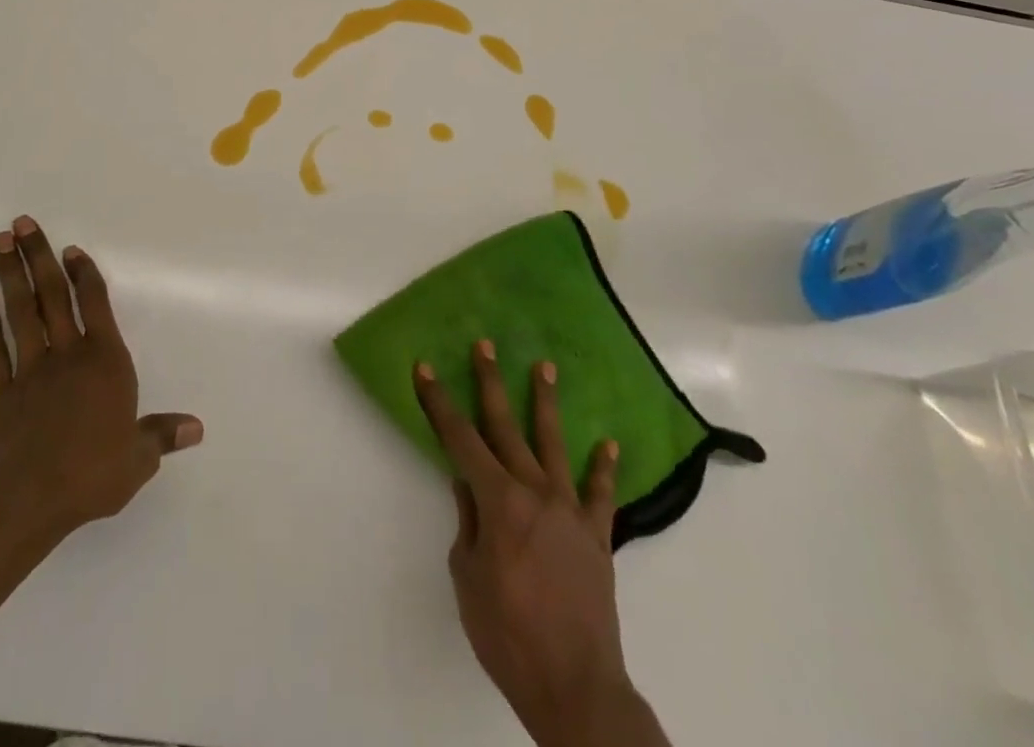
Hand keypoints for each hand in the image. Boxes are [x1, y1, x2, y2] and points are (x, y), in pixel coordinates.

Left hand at [0, 216, 201, 540]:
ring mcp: (29, 370)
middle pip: (52, 295)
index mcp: (104, 360)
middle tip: (22, 223)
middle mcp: (67, 354)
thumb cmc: (92, 474)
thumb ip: (162, 436)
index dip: (84, 274)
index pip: (95, 303)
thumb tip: (197, 428)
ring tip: (0, 242)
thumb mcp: (138, 458)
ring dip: (11, 275)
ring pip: (20, 312)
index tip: (71, 249)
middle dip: (39, 256)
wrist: (28, 503)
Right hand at [416, 342, 666, 746]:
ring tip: (544, 366)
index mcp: (498, 501)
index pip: (460, 439)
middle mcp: (534, 492)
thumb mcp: (467, 578)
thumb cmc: (508, 635)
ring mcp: (570, 511)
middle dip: (490, 383)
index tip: (425, 369)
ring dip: (546, 403)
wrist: (575, 688)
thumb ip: (468, 523)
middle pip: (506, 427)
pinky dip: (604, 468)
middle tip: (485, 345)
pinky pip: (601, 494)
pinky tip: (609, 443)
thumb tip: (468, 484)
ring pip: (554, 444)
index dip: (439, 402)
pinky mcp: (597, 536)